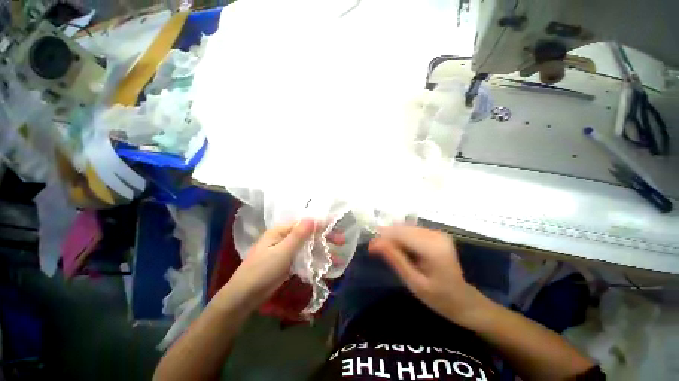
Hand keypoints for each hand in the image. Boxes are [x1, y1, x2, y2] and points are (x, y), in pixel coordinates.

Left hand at [227, 219, 344, 307]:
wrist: (245, 296)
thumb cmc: (263, 270)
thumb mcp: (282, 251)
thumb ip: (298, 235)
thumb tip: (312, 218)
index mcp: (281, 231)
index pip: (304, 223)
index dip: (320, 223)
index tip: (336, 224)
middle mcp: (285, 238)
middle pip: (308, 235)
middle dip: (325, 238)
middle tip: (341, 241)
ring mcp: (286, 251)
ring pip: (308, 248)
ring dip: (322, 252)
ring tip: (338, 259)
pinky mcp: (288, 263)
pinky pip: (304, 258)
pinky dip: (314, 261)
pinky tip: (325, 266)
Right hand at [368, 226, 481, 323]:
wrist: (463, 300)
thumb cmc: (439, 297)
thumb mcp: (413, 282)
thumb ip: (395, 259)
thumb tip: (375, 243)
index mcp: (433, 249)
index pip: (401, 234)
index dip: (384, 237)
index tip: (371, 247)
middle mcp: (436, 235)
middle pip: (403, 228)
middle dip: (388, 237)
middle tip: (376, 250)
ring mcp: (438, 233)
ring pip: (406, 228)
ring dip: (394, 237)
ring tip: (387, 251)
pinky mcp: (436, 234)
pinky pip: (413, 231)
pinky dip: (403, 238)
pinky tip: (401, 249)